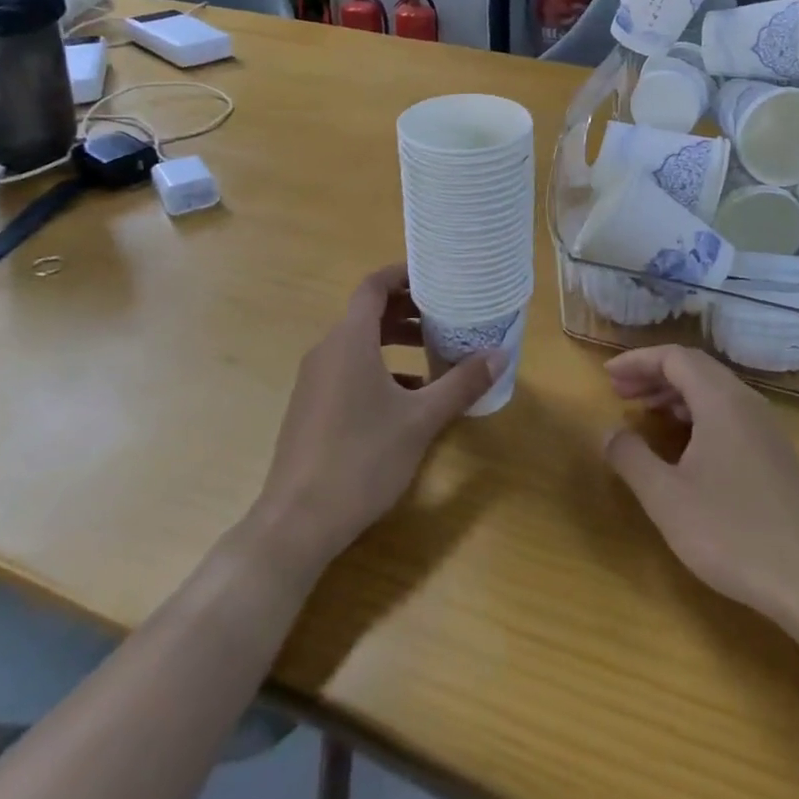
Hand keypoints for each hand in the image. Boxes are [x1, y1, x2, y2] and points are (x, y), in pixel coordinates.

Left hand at [252, 265, 499, 574]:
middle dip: (407, 311)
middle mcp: (327, 351)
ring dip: (395, 343)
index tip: (436, 277)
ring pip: (358, 344)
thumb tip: (501, 354)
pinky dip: (379, 370)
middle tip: (446, 316)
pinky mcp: (311, 408)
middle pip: (368, 313)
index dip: (403, 274)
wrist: (297, 523)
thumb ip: (461, 384)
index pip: (373, 286)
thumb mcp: (421, 420)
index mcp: (349, 341)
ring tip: (434, 356)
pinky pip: (348, 370)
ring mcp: (314, 381)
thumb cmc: (361, 459)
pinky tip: (408, 399)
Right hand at [604, 345, 798, 626]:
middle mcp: (746, 402)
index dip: (638, 361)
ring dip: (676, 394)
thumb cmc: (731, 532)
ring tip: (645, 413)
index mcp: (720, 400)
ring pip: (714, 391)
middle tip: (619, 392)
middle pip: (695, 368)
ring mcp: (766, 427)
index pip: (674, 357)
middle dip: (654, 374)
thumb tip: (609, 432)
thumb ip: (632, 458)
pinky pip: (729, 413)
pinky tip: (684, 444)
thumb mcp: (667, 498)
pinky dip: (698, 413)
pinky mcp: (775, 453)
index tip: (607, 376)